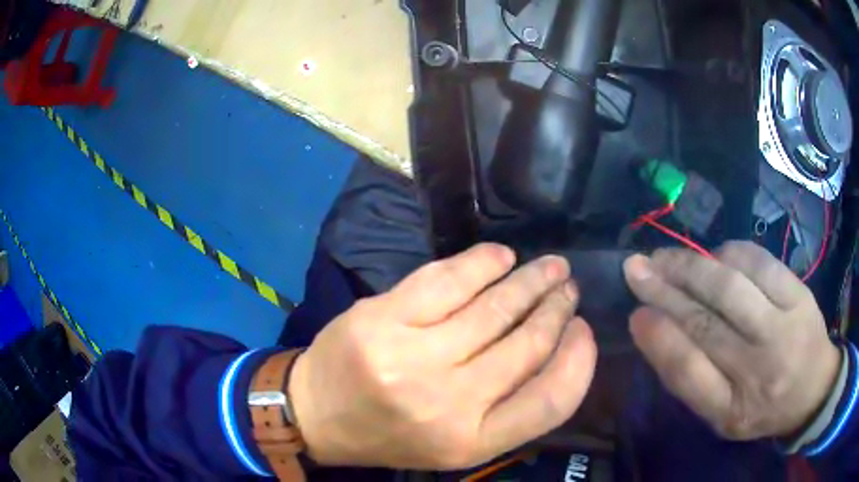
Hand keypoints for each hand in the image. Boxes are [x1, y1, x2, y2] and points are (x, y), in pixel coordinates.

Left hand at [288, 244, 596, 468]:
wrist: (317, 415)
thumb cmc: (392, 434)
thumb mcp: (456, 444)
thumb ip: (510, 408)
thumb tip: (559, 347)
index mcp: (470, 441)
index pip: (551, 401)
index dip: (579, 360)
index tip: (584, 329)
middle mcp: (447, 403)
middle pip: (526, 345)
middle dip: (557, 307)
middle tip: (568, 286)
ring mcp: (411, 357)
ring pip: (493, 306)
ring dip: (531, 280)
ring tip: (550, 267)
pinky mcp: (382, 318)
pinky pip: (446, 279)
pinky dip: (482, 262)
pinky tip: (501, 256)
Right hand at [623, 241, 840, 440]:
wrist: (813, 389)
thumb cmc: (761, 406)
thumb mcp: (720, 413)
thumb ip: (689, 377)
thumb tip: (651, 325)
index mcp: (733, 410)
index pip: (688, 373)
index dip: (657, 339)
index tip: (634, 313)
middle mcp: (759, 370)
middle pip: (707, 322)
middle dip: (666, 289)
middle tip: (637, 268)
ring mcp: (783, 328)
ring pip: (731, 286)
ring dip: (692, 266)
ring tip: (666, 258)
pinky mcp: (799, 294)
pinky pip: (759, 263)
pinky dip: (730, 253)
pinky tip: (715, 256)